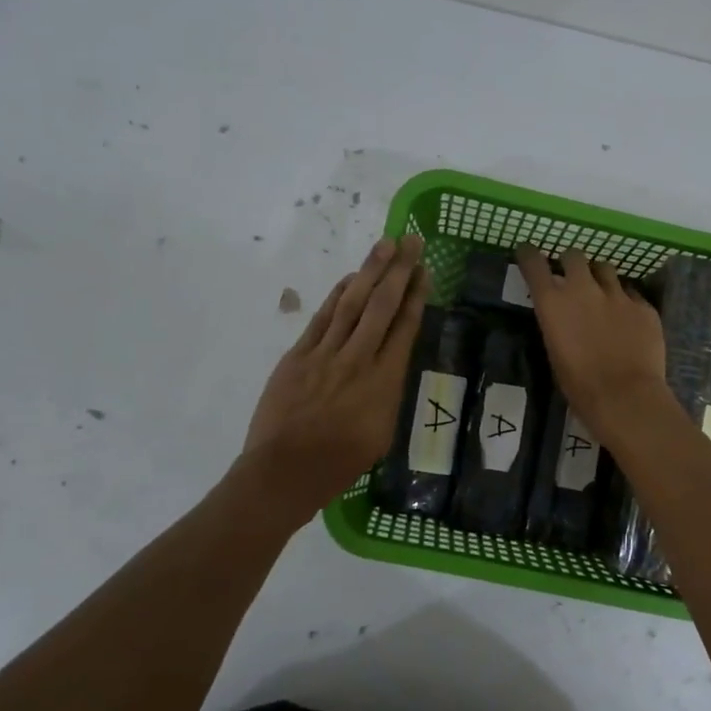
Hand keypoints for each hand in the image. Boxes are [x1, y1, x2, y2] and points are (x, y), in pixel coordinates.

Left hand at [244, 235, 428, 516]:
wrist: (286, 470)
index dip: (416, 295)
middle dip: (399, 270)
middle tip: (411, 240)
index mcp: (385, 382)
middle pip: (382, 306)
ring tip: (385, 245)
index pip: (405, 327)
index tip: (424, 270)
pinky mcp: (298, 355)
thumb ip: (388, 394)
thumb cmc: (340, 462)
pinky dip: (337, 295)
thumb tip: (388, 367)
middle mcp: (359, 359)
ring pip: (352, 303)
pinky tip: (351, 278)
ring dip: (370, 271)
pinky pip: (322, 318)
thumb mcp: (382, 433)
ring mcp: (326, 354)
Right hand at [515, 245, 667, 435]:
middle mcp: (583, 289)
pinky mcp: (644, 306)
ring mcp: (617, 295)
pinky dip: (626, 301)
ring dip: (599, 276)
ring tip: (602, 292)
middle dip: (570, 262)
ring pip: (605, 268)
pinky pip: (632, 294)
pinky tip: (628, 318)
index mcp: (553, 303)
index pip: (534, 264)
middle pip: (574, 255)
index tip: (528, 252)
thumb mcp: (555, 353)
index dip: (529, 255)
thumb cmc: (579, 385)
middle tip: (571, 274)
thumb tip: (562, 317)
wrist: (625, 397)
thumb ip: (557, 325)